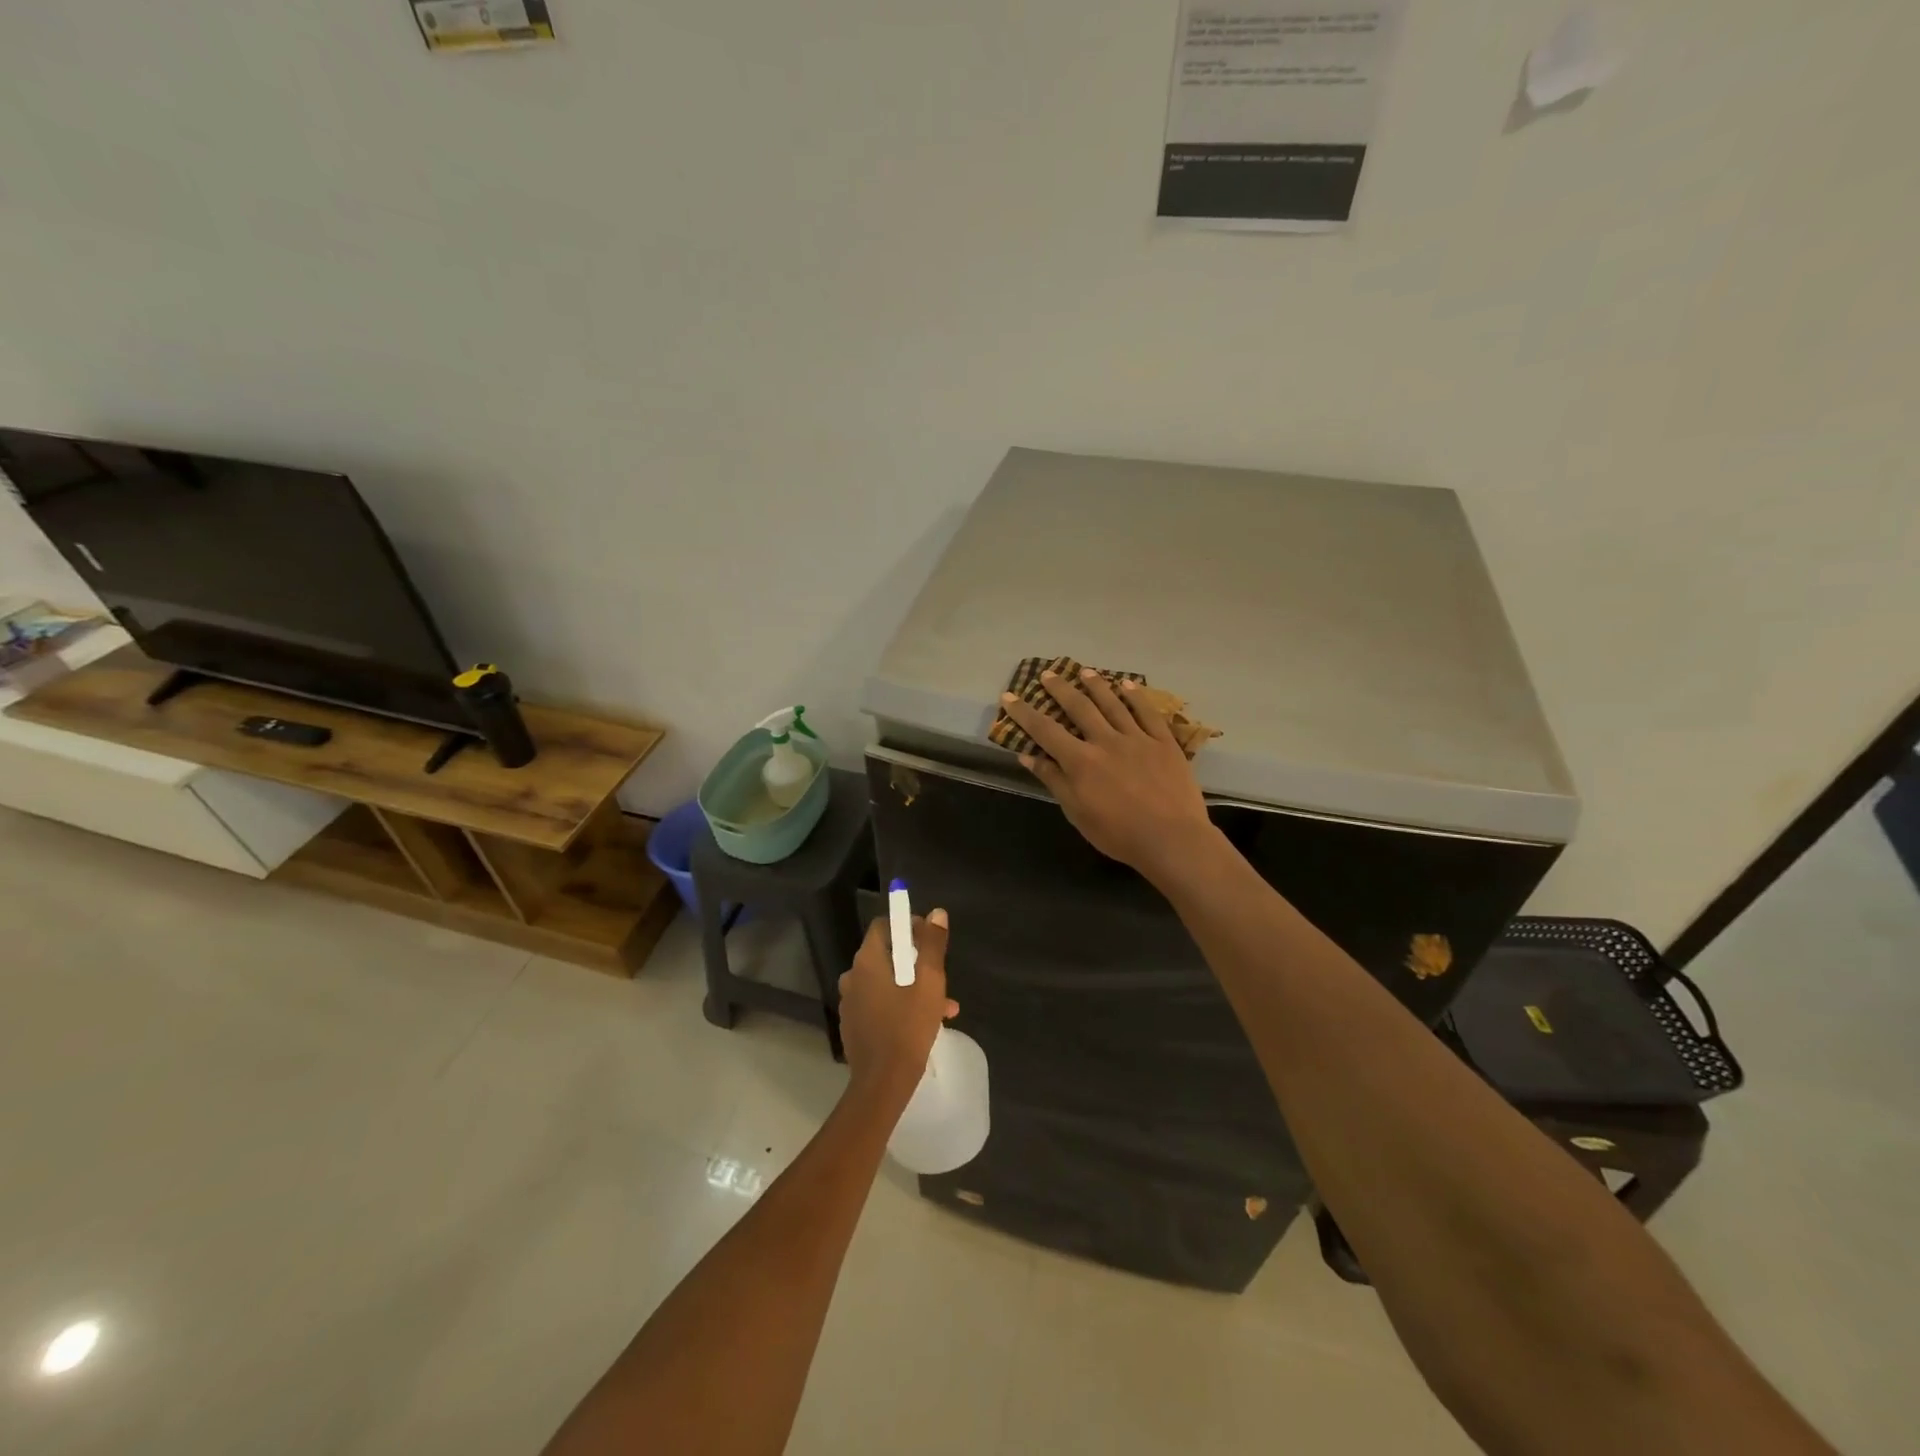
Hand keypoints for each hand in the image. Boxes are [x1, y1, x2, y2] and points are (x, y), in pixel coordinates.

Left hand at [837, 911, 958, 1106]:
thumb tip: (936, 913)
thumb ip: (932, 945)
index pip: (884, 926)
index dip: (909, 927)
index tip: (931, 941)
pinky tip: (925, 1023)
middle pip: (887, 955)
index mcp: (867, 961)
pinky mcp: (854, 1025)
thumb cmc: (908, 1027)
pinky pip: (880, 1004)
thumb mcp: (929, 982)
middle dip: (916, 962)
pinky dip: (900, 1005)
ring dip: (913, 987)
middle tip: (941, 978)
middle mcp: (853, 976)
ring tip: (944, 1006)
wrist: (882, 1084)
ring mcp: (851, 1003)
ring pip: (886, 982)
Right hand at [1001, 669, 1215, 881]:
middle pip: (1079, 707)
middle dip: (1061, 689)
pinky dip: (1136, 696)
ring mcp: (1137, 738)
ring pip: (1113, 704)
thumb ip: (1054, 781)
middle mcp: (1106, 741)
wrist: (1171, 839)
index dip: (1025, 712)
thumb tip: (1027, 755)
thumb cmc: (1118, 834)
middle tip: (1048, 673)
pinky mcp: (1164, 742)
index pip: (1045, 731)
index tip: (1009, 696)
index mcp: (1081, 761)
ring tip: (1084, 671)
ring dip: (1096, 685)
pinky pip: (1148, 712)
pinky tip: (1127, 685)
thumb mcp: (1077, 813)